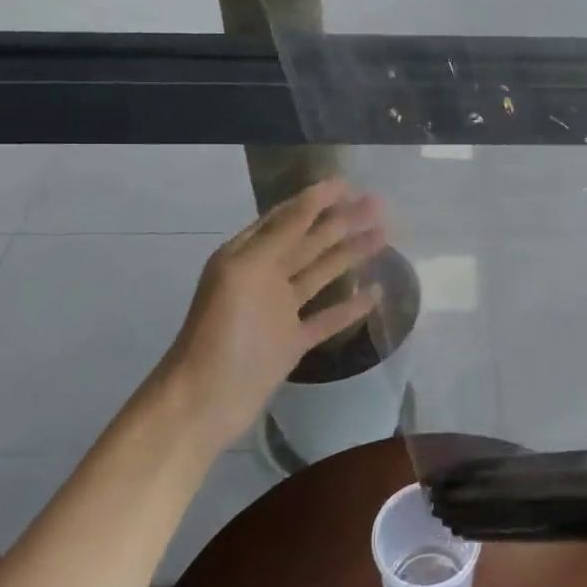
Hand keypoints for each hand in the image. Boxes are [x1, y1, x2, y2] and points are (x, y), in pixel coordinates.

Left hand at [157, 181, 385, 455]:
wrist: (203, 403)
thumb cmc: (222, 332)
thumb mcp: (247, 272)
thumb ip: (282, 234)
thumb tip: (314, 197)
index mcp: (247, 256)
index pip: (288, 217)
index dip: (317, 199)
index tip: (349, 183)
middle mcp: (264, 277)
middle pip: (310, 241)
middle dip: (342, 221)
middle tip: (378, 204)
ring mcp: (279, 311)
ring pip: (322, 274)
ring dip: (351, 254)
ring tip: (384, 237)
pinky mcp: (292, 342)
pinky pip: (327, 318)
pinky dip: (350, 306)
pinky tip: (376, 293)